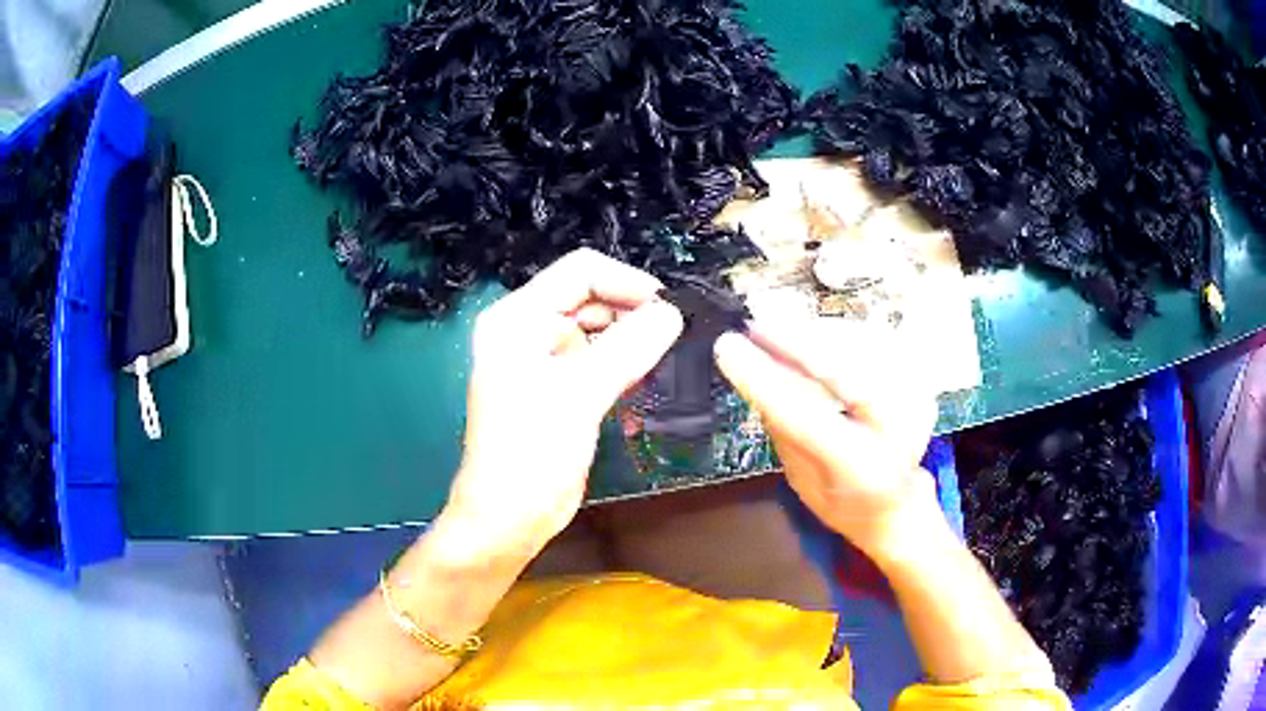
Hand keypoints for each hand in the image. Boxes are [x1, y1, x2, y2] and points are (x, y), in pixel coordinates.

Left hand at [440, 249, 683, 566]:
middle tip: (675, 339)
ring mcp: (545, 360)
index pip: (579, 273)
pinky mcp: (562, 388)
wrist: (510, 518)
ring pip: (601, 332)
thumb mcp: (579, 394)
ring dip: (633, 345)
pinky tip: (645, 388)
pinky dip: (625, 370)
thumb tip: (672, 312)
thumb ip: (627, 347)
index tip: (669, 309)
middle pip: (592, 299)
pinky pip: (601, 362)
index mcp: (517, 318)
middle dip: (633, 315)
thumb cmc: (531, 453)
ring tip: (664, 365)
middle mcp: (529, 330)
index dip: (627, 283)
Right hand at [714, 319, 938, 556]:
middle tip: (753, 324)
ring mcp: (916, 399)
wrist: (898, 505)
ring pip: (861, 346)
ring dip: (814, 332)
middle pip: (844, 368)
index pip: (807, 417)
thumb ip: (785, 428)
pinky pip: (874, 343)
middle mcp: (899, 431)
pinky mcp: (919, 379)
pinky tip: (809, 335)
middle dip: (794, 339)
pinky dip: (837, 335)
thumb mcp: (802, 478)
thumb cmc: (843, 502)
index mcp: (861, 469)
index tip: (727, 347)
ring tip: (773, 328)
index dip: (764, 378)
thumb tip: (756, 373)